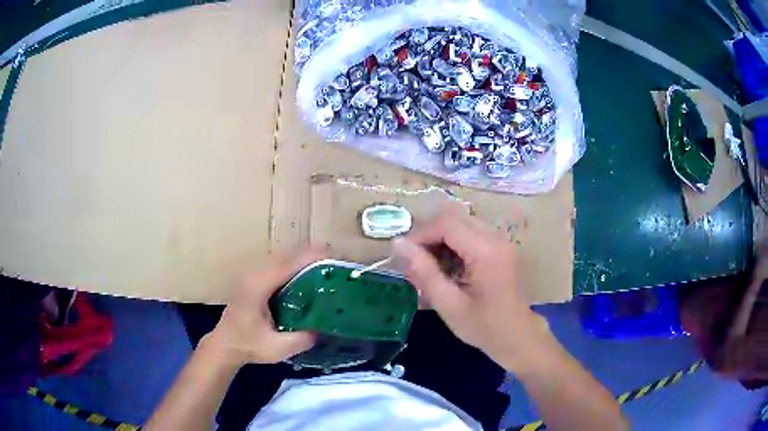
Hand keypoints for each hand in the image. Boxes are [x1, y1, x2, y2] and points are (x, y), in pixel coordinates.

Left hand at [203, 249, 324, 365]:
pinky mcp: (254, 278)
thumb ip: (302, 339)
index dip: (312, 257)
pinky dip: (295, 266)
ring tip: (326, 270)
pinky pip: (278, 265)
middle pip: (287, 255)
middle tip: (336, 267)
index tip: (335, 257)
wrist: (225, 344)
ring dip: (304, 260)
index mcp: (258, 286)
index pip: (289, 264)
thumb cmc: (248, 345)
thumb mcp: (277, 349)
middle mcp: (255, 274)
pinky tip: (307, 278)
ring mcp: (253, 274)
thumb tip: (327, 327)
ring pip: (283, 258)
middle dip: (312, 257)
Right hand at [393, 211, 549, 371]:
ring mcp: (501, 241)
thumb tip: (398, 243)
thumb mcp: (449, 304)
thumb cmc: (484, 327)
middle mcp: (497, 238)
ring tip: (429, 267)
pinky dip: (454, 245)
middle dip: (429, 236)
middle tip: (414, 262)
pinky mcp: (501, 248)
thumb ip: (424, 272)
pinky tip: (447, 268)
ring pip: (462, 225)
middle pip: (454, 219)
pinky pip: (472, 234)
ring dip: (441, 240)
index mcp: (486, 251)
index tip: (404, 256)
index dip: (420, 234)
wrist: (518, 338)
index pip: (446, 224)